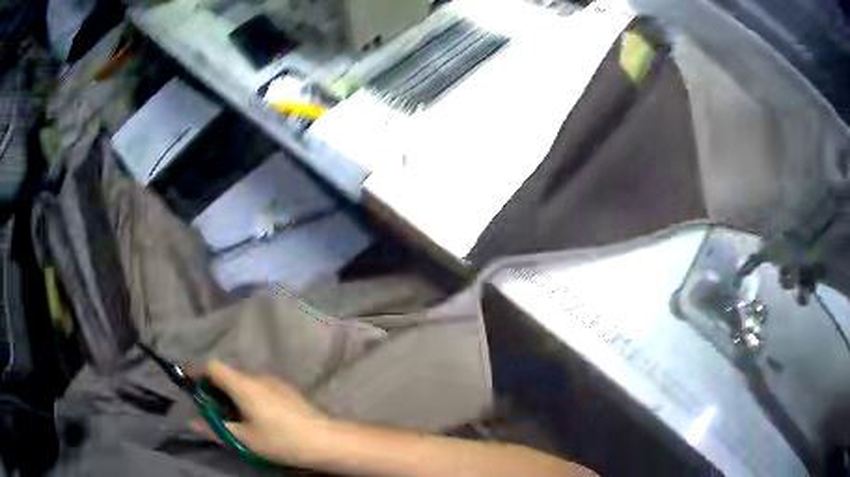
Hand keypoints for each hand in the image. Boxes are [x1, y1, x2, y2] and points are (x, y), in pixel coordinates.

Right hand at [192, 360, 330, 466]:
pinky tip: (258, 419)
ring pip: (244, 383)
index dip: (197, 373)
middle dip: (215, 390)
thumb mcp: (244, 439)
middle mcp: (258, 377)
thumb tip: (192, 421)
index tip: (191, 387)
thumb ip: (216, 427)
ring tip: (237, 420)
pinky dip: (249, 398)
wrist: (325, 440)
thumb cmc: (281, 441)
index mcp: (244, 385)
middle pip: (228, 375)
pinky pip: (259, 388)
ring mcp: (275, 382)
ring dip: (233, 395)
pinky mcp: (287, 390)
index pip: (212, 366)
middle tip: (214, 413)